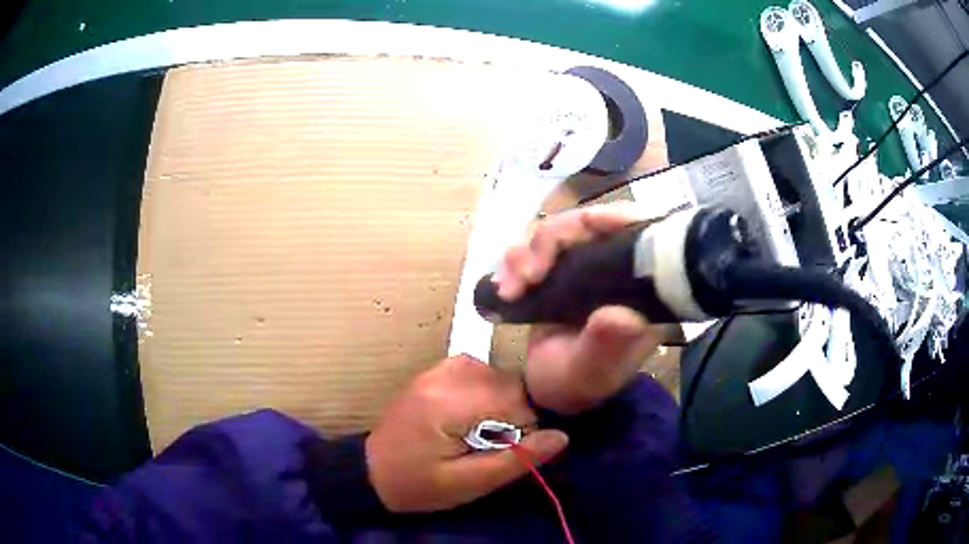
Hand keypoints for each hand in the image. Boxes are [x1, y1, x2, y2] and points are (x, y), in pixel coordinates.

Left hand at [365, 355, 568, 512]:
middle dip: (514, 412)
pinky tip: (474, 412)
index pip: (514, 400)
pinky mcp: (433, 372)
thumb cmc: (418, 485)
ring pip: (495, 371)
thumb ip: (514, 460)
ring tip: (485, 429)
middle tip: (496, 442)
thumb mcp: (466, 484)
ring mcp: (436, 370)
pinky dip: (485, 388)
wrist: (372, 472)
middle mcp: (443, 376)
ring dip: (501, 399)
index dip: (524, 427)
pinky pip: (475, 368)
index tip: (510, 450)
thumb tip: (560, 436)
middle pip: (506, 381)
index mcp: (448, 404)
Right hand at [493, 204, 671, 414]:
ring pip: (558, 231)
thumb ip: (607, 346)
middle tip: (528, 274)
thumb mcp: (593, 372)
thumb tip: (621, 315)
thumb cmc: (580, 386)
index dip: (615, 217)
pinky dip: (515, 261)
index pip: (640, 232)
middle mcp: (618, 270)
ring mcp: (586, 268)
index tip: (586, 223)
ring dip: (527, 252)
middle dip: (554, 239)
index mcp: (642, 289)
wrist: (552, 394)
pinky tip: (505, 287)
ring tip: (510, 288)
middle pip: (591, 223)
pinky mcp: (560, 272)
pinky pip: (536, 248)